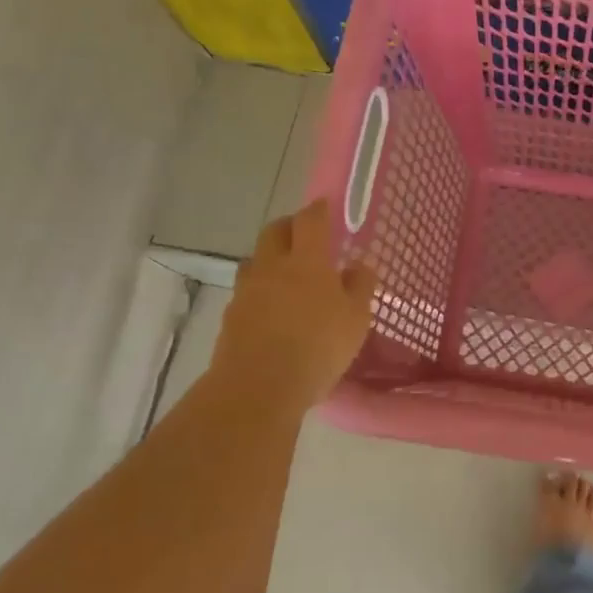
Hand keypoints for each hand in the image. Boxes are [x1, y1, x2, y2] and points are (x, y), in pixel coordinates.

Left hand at [210, 199, 376, 416]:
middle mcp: (273, 266)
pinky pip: (247, 292)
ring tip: (286, 275)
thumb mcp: (356, 318)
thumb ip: (360, 287)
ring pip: (256, 260)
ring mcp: (247, 291)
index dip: (318, 210)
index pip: (310, 220)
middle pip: (275, 231)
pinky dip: (260, 291)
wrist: (259, 386)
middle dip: (289, 226)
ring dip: (270, 259)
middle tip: (304, 235)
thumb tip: (359, 265)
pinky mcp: (231, 316)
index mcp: (307, 260)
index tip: (325, 206)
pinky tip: (272, 310)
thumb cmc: (319, 346)